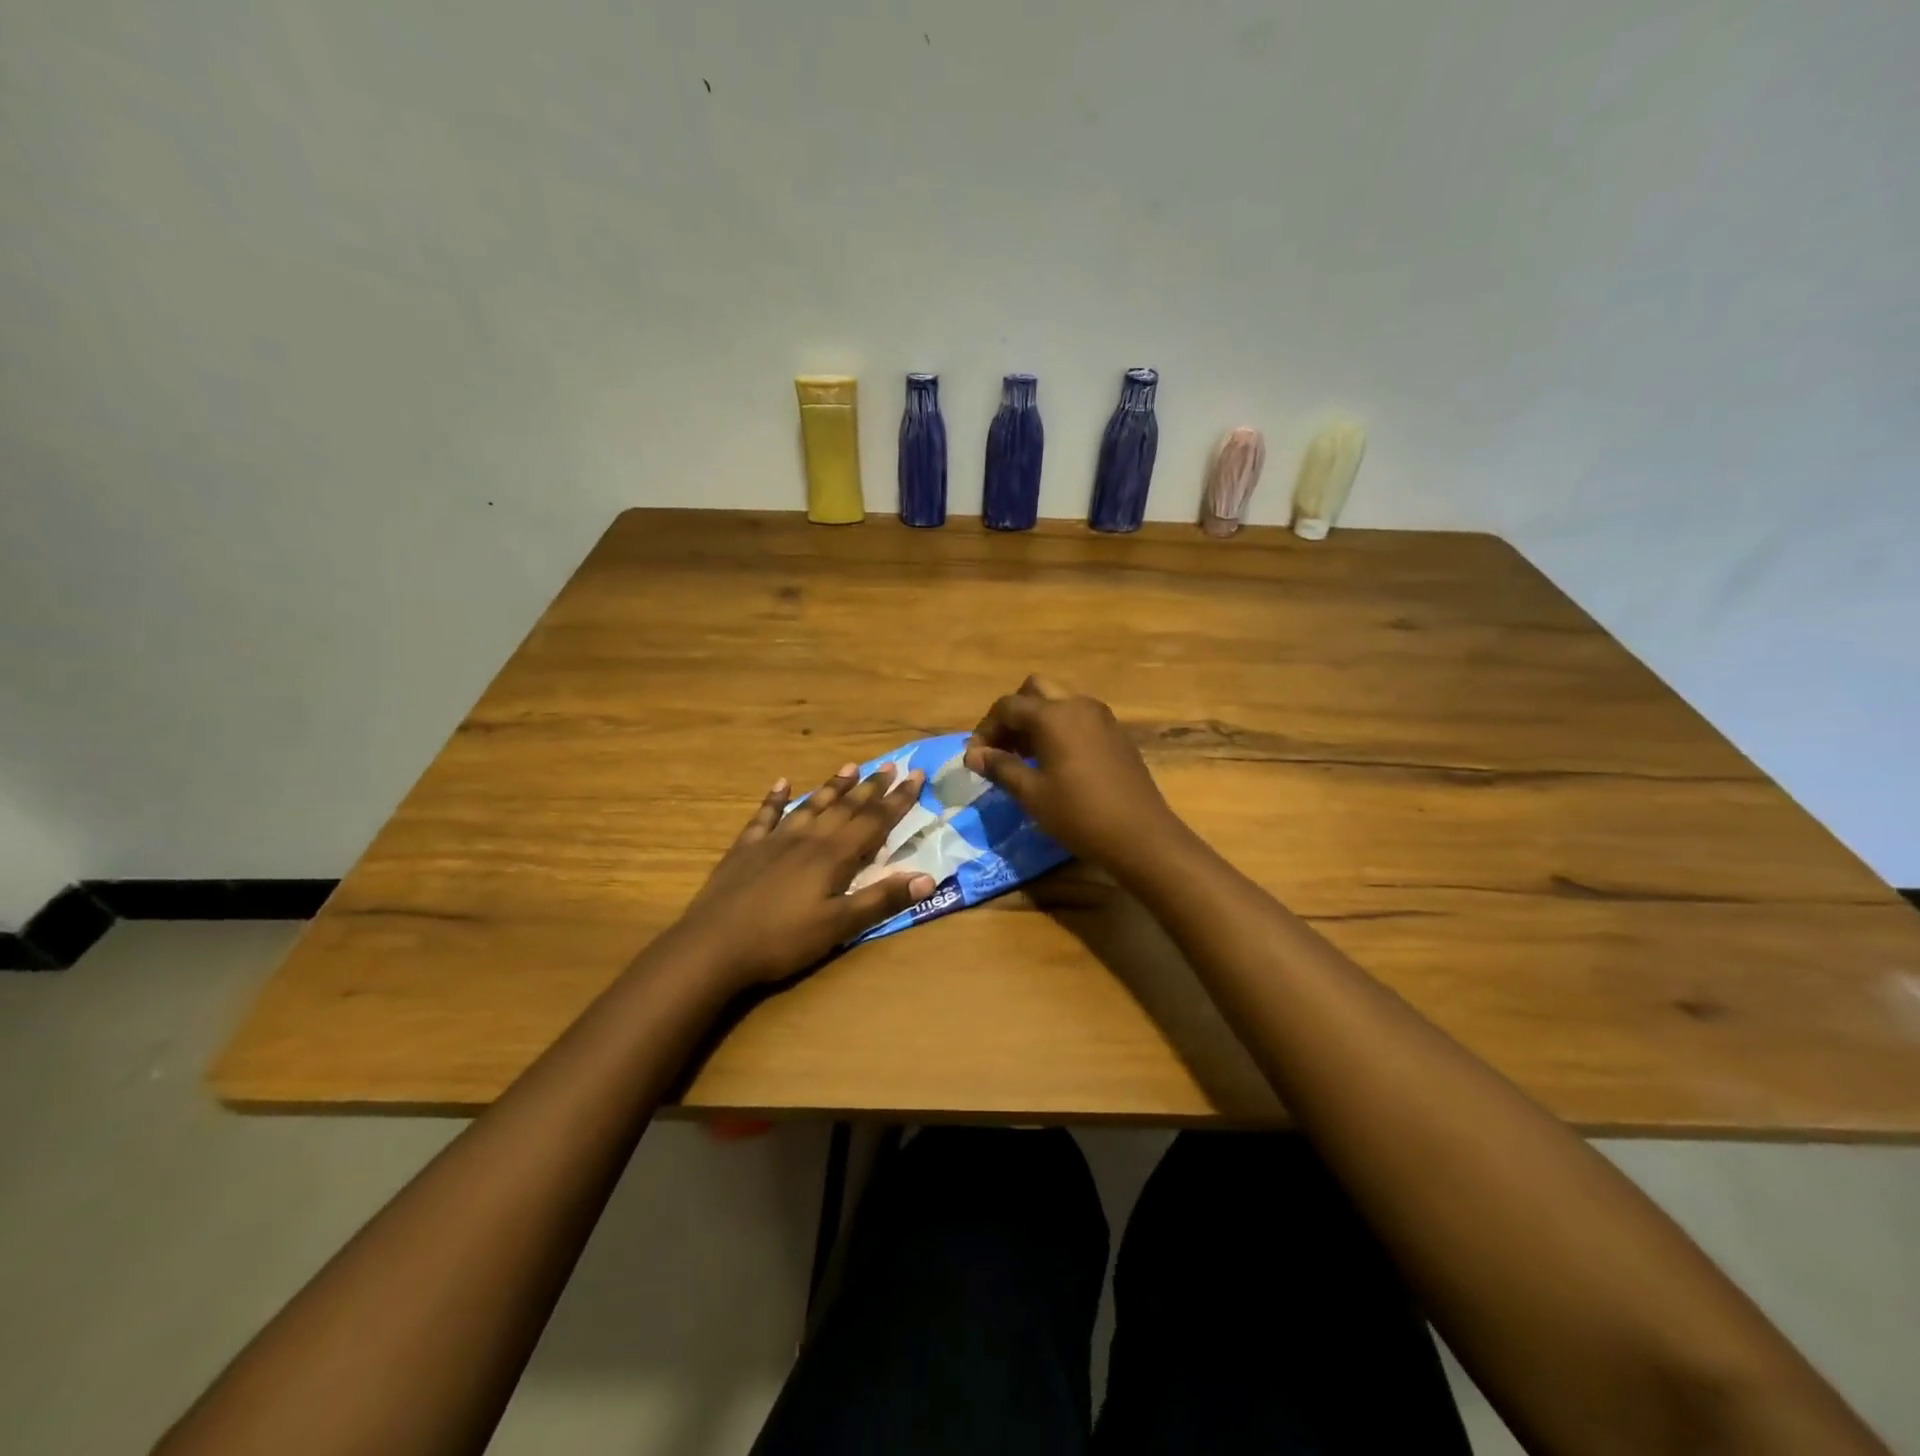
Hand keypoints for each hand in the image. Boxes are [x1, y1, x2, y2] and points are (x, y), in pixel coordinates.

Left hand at [673, 761, 935, 988]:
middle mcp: (807, 838)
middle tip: (890, 766)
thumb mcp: (839, 926)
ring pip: (811, 805)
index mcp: (833, 856)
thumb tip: (927, 878)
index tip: (916, 776)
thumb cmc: (782, 940)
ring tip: (850, 766)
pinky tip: (782, 783)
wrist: (713, 946)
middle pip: (845, 807)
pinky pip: (765, 815)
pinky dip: (776, 798)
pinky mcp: (746, 848)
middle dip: (871, 787)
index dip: (897, 800)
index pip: (874, 821)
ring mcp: (774, 840)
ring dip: (833, 787)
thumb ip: (881, 900)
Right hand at [963, 675, 1180, 868]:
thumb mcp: (1032, 794)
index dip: (985, 729)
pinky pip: (1078, 718)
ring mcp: (1101, 717)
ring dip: (1036, 721)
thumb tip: (975, 755)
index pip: (1007, 707)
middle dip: (1012, 715)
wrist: (1141, 835)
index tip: (975, 758)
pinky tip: (1054, 762)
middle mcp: (1078, 705)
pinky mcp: (1116, 733)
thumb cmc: (1079, 814)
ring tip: (1023, 758)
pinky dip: (1058, 729)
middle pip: (1034, 691)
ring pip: (1058, 702)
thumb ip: (1000, 767)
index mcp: (1053, 715)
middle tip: (1001, 748)